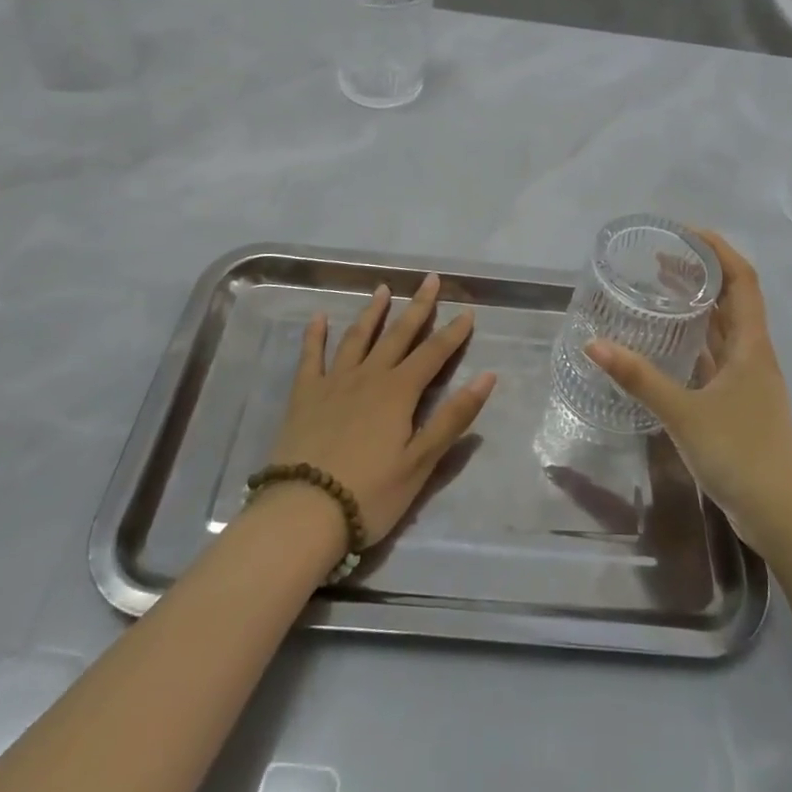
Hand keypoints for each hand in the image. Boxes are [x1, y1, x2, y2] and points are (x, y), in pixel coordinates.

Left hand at [265, 273, 496, 545]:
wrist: (304, 511)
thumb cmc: (371, 493)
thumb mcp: (421, 462)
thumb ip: (453, 417)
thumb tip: (487, 376)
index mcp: (399, 392)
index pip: (433, 354)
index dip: (453, 333)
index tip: (468, 311)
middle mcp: (369, 376)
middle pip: (398, 334)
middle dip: (418, 306)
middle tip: (430, 279)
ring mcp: (334, 382)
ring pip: (358, 337)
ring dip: (373, 312)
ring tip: (383, 289)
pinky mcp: (304, 395)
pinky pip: (311, 357)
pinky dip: (315, 335)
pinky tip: (319, 317)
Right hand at [586, 229, 791, 557]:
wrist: (785, 516)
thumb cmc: (742, 455)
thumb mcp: (684, 414)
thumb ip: (639, 379)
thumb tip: (594, 345)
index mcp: (751, 345)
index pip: (742, 280)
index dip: (718, 250)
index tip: (685, 232)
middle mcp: (753, 354)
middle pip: (732, 299)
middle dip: (701, 273)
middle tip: (659, 258)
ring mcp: (748, 380)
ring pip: (724, 328)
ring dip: (698, 305)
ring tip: (660, 289)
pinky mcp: (739, 402)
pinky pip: (716, 356)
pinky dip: (695, 340)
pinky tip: (668, 344)